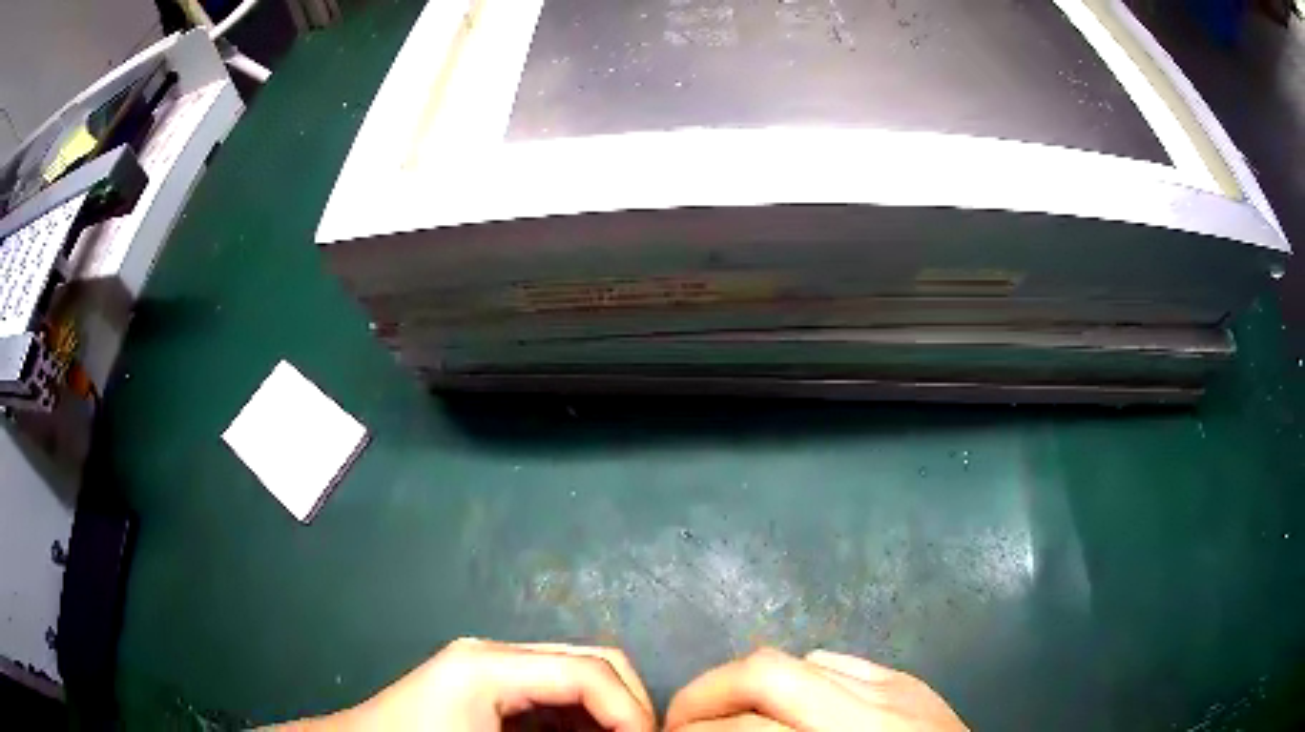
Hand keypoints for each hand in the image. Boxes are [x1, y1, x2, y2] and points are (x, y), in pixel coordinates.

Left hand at [280, 638, 654, 730]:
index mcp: (489, 664)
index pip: (590, 670)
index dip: (634, 711)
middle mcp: (494, 654)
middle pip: (591, 660)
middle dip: (628, 707)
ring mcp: (489, 668)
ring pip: (577, 677)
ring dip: (607, 715)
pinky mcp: (487, 688)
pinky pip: (553, 696)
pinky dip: (581, 721)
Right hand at [665, 648, 967, 731]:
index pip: (745, 728)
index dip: (690, 731)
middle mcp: (870, 711)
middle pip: (764, 673)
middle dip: (702, 696)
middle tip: (678, 725)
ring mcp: (897, 688)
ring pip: (797, 661)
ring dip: (747, 687)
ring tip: (729, 718)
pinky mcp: (911, 681)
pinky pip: (838, 663)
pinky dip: (797, 681)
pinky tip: (791, 709)